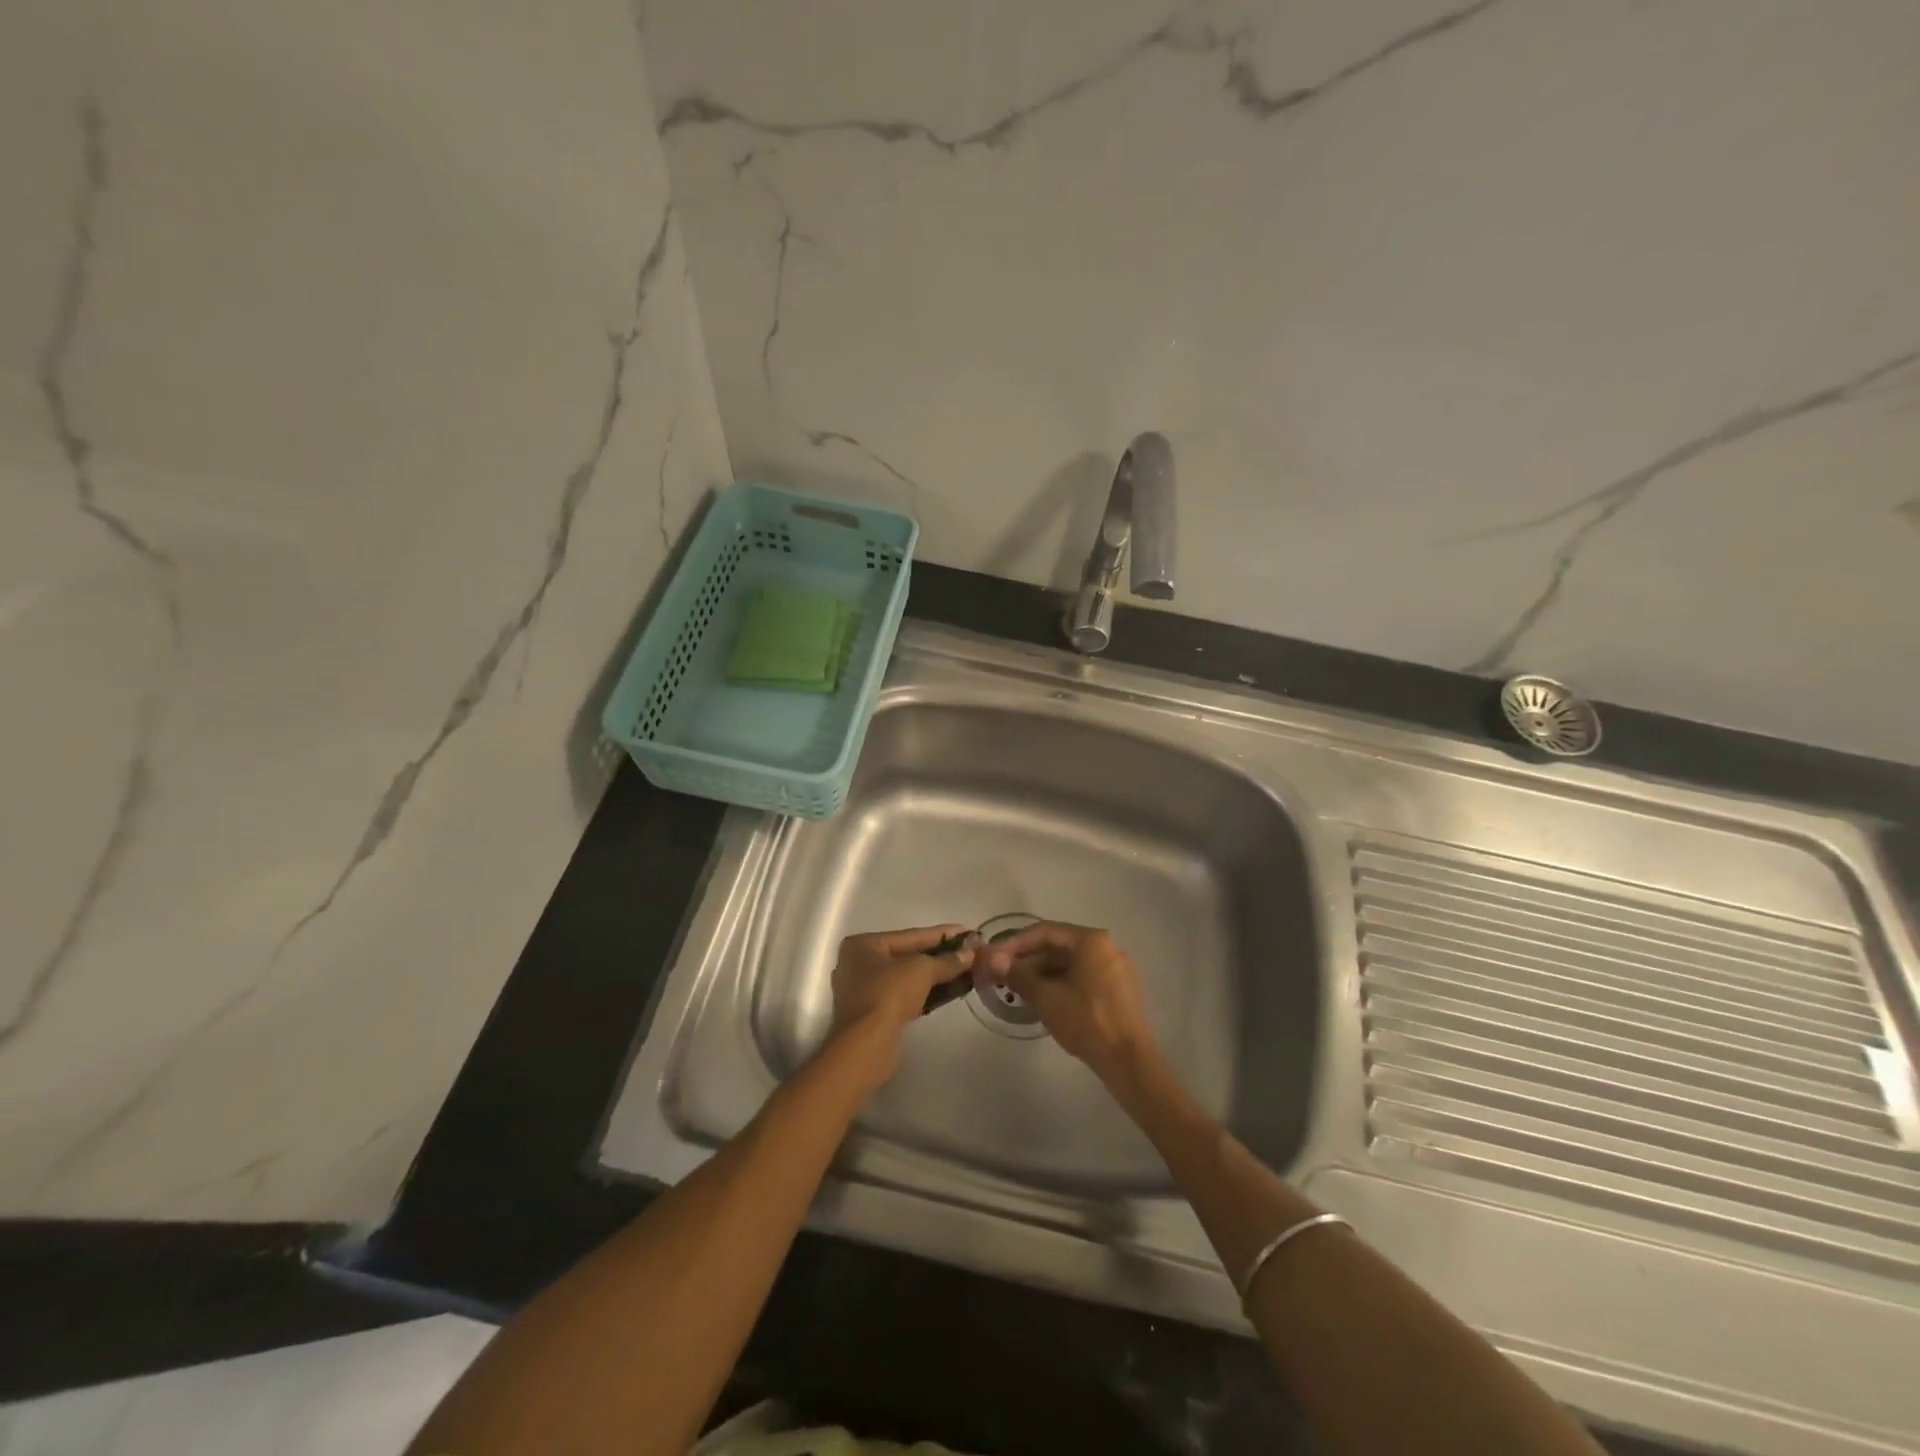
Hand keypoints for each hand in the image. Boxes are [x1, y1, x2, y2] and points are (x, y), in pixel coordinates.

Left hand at [829, 925, 975, 1078]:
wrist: (867, 1044)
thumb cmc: (889, 994)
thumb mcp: (922, 970)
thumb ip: (947, 961)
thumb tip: (970, 954)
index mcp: (864, 945)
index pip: (911, 935)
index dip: (942, 934)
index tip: (968, 931)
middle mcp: (860, 964)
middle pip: (908, 955)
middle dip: (940, 956)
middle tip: (969, 952)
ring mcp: (864, 990)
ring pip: (907, 977)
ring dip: (936, 975)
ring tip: (966, 971)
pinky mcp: (873, 1014)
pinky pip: (904, 995)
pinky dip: (926, 992)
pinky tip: (950, 991)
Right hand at [983, 923, 1157, 1083]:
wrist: (1129, 1062)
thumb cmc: (1086, 1021)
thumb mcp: (1046, 998)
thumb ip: (1018, 975)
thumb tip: (993, 959)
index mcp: (1091, 940)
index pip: (1045, 932)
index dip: (1015, 943)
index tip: (994, 958)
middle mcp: (1107, 947)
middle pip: (1059, 947)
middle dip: (1029, 961)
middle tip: (1003, 976)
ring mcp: (1116, 969)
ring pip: (1071, 964)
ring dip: (1043, 974)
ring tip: (1019, 991)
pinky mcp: (1119, 989)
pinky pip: (1084, 977)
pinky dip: (1061, 984)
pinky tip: (1044, 1000)